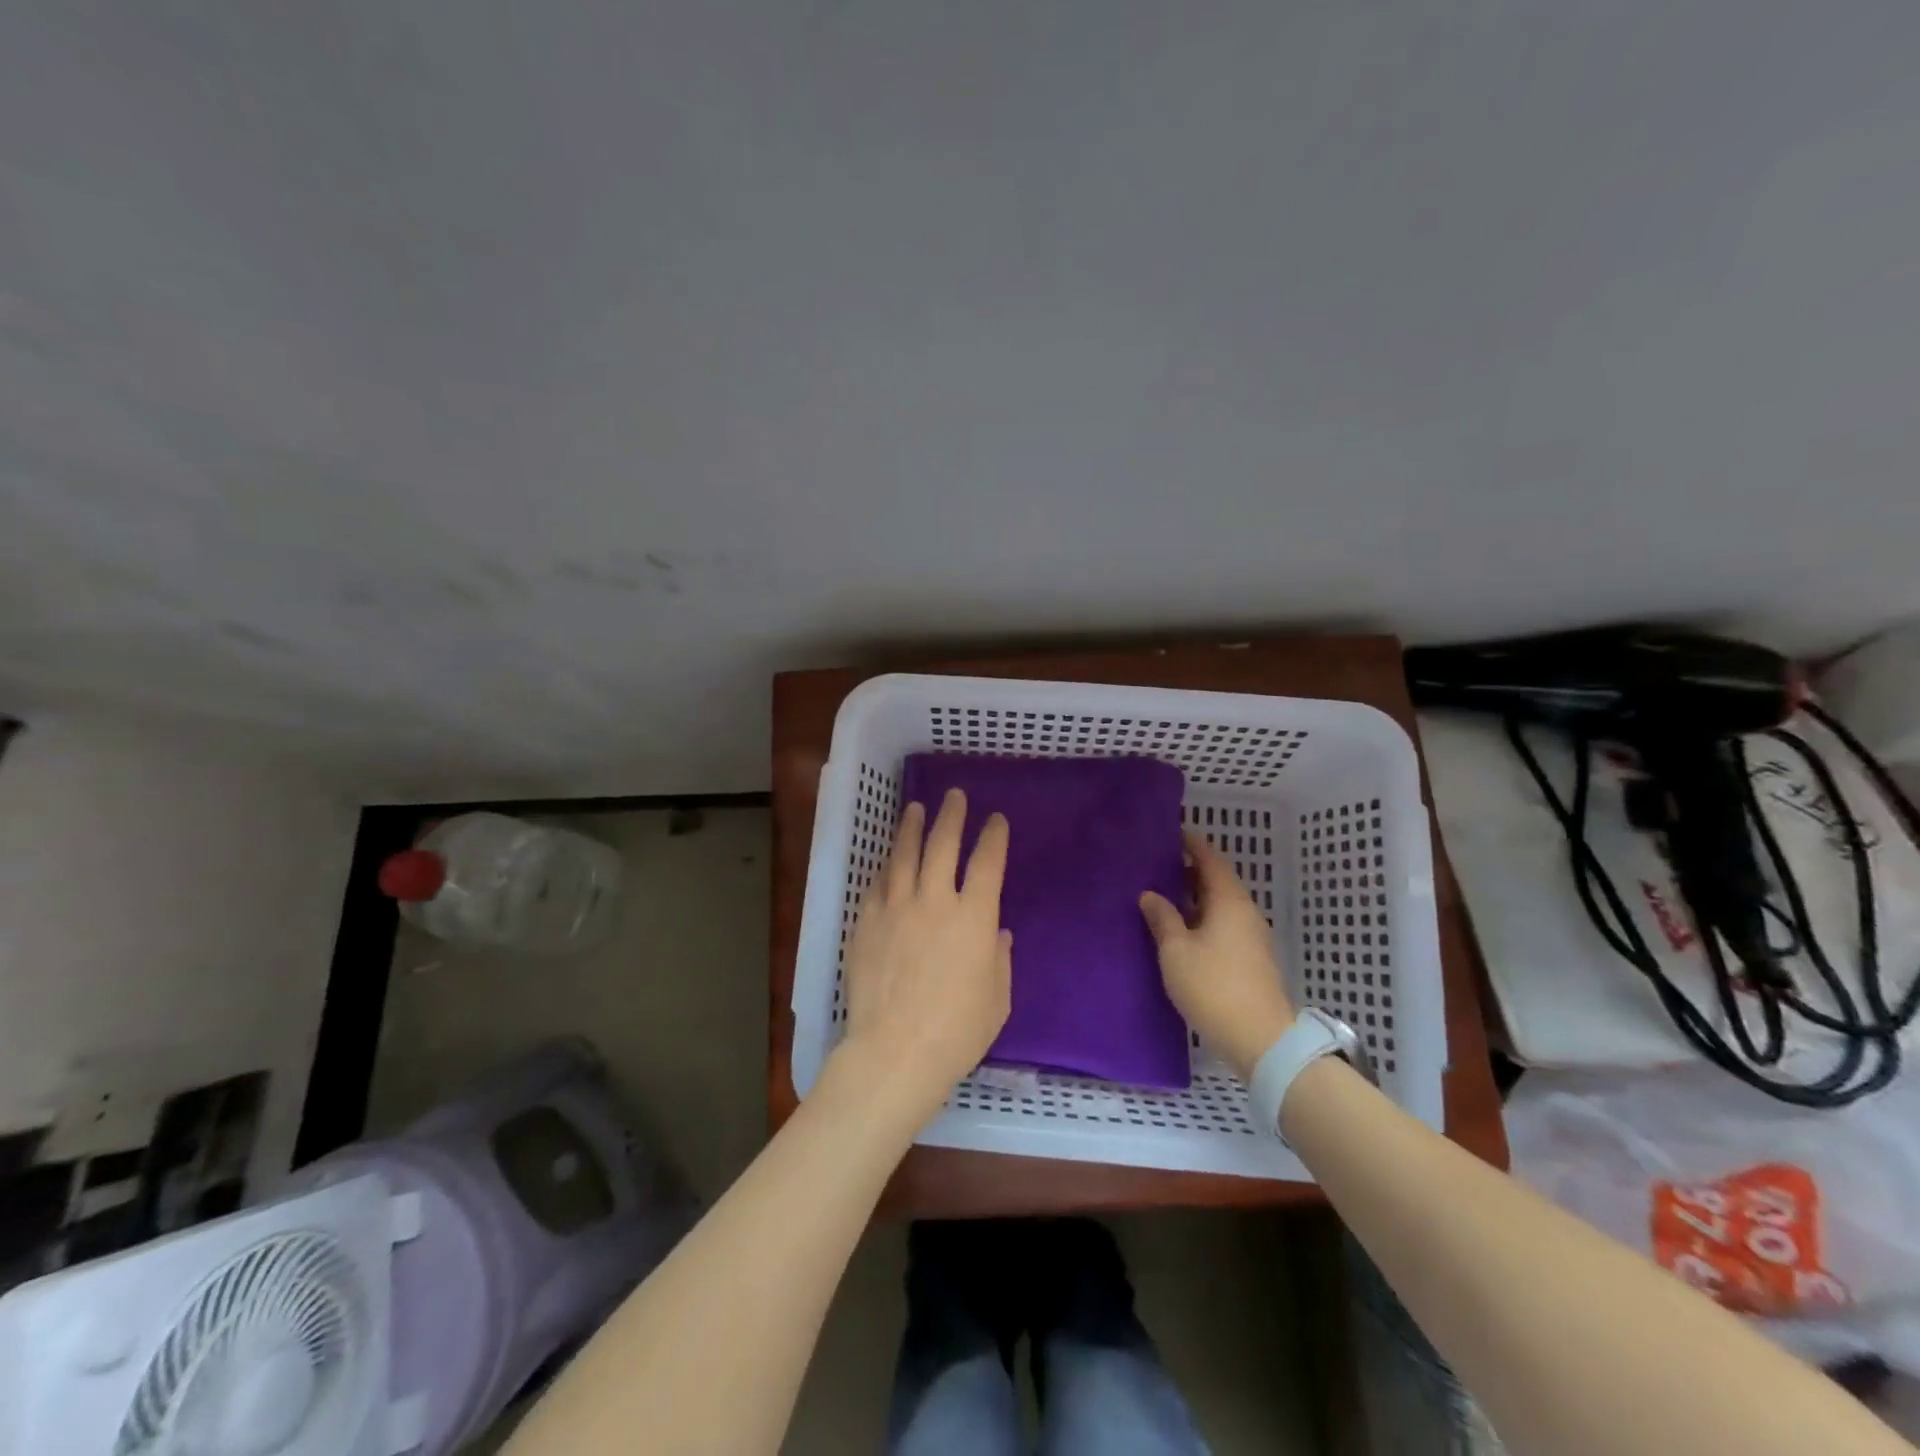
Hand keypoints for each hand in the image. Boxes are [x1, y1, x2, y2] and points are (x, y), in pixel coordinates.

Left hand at [830, 788, 1012, 1125]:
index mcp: (974, 916)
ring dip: (912, 828)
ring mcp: (896, 908)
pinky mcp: (867, 923)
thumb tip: (996, 933)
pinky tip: (887, 858)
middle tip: (954, 796)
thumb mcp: (997, 998)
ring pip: (904, 855)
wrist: (895, 1051)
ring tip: (915, 808)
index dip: (993, 836)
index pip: (987, 862)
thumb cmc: (958, 1031)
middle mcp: (935, 900)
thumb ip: (999, 959)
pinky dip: (885, 866)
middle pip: (943, 844)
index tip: (996, 820)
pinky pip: (877, 884)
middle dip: (951, 816)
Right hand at [1140, 831, 1294, 1082]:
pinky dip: (1203, 917)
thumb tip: (1150, 894)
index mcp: (1229, 901)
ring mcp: (1252, 937)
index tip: (1171, 833)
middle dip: (1190, 870)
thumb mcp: (1176, 951)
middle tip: (1158, 864)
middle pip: (1217, 881)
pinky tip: (1182, 930)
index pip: (1211, 859)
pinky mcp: (1251, 960)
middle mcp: (1245, 912)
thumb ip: (1162, 918)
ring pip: (1221, 905)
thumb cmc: (1213, 987)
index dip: (1192, 844)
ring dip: (1195, 897)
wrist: (1261, 1040)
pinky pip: (1224, 924)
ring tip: (1164, 895)